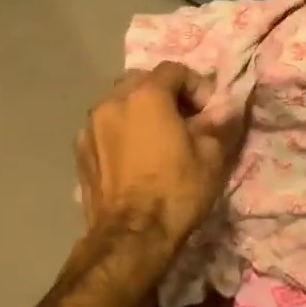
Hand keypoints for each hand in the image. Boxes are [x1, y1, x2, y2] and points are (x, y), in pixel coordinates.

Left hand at [75, 62, 242, 244]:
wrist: (131, 236)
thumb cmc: (176, 191)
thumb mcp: (211, 156)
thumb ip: (217, 123)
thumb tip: (225, 109)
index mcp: (145, 95)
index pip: (175, 70)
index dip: (197, 86)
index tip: (209, 113)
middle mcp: (112, 101)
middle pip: (142, 81)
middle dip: (165, 94)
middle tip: (185, 121)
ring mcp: (90, 126)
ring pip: (119, 103)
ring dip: (140, 112)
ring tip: (158, 139)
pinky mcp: (80, 151)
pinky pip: (105, 128)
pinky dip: (121, 132)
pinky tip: (134, 158)